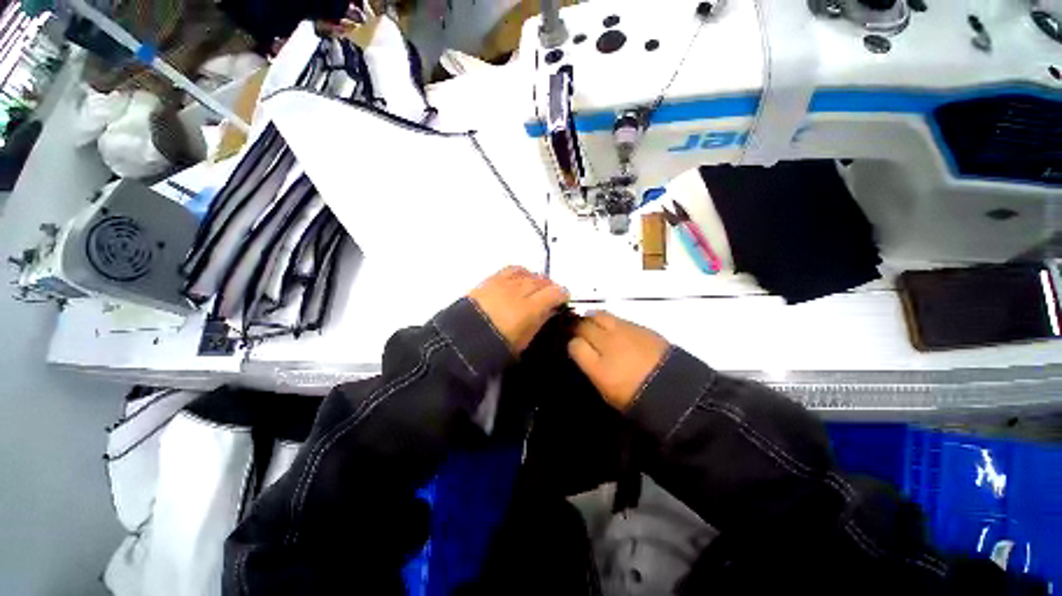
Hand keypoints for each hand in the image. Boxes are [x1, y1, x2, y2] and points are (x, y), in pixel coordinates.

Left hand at [468, 266, 568, 353]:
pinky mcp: (491, 280)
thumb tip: (549, 310)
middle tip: (551, 294)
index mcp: (529, 308)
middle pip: (542, 281)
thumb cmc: (496, 346)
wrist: (463, 341)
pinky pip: (511, 269)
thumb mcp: (524, 340)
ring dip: (536, 279)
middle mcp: (518, 291)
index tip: (564, 298)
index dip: (562, 294)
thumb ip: (539, 321)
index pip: (554, 292)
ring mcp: (504, 283)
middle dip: (550, 286)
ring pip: (528, 274)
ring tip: (536, 287)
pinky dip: (520, 272)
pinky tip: (521, 278)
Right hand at [568, 311, 669, 410]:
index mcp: (600, 367)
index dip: (572, 344)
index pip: (574, 344)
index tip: (574, 347)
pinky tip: (615, 331)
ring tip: (595, 327)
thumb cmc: (637, 398)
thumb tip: (580, 350)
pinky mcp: (640, 326)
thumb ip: (590, 367)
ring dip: (592, 319)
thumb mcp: (606, 390)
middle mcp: (609, 344)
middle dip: (578, 327)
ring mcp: (625, 331)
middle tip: (579, 332)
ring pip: (599, 315)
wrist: (676, 390)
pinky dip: (611, 321)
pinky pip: (617, 318)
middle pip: (584, 324)